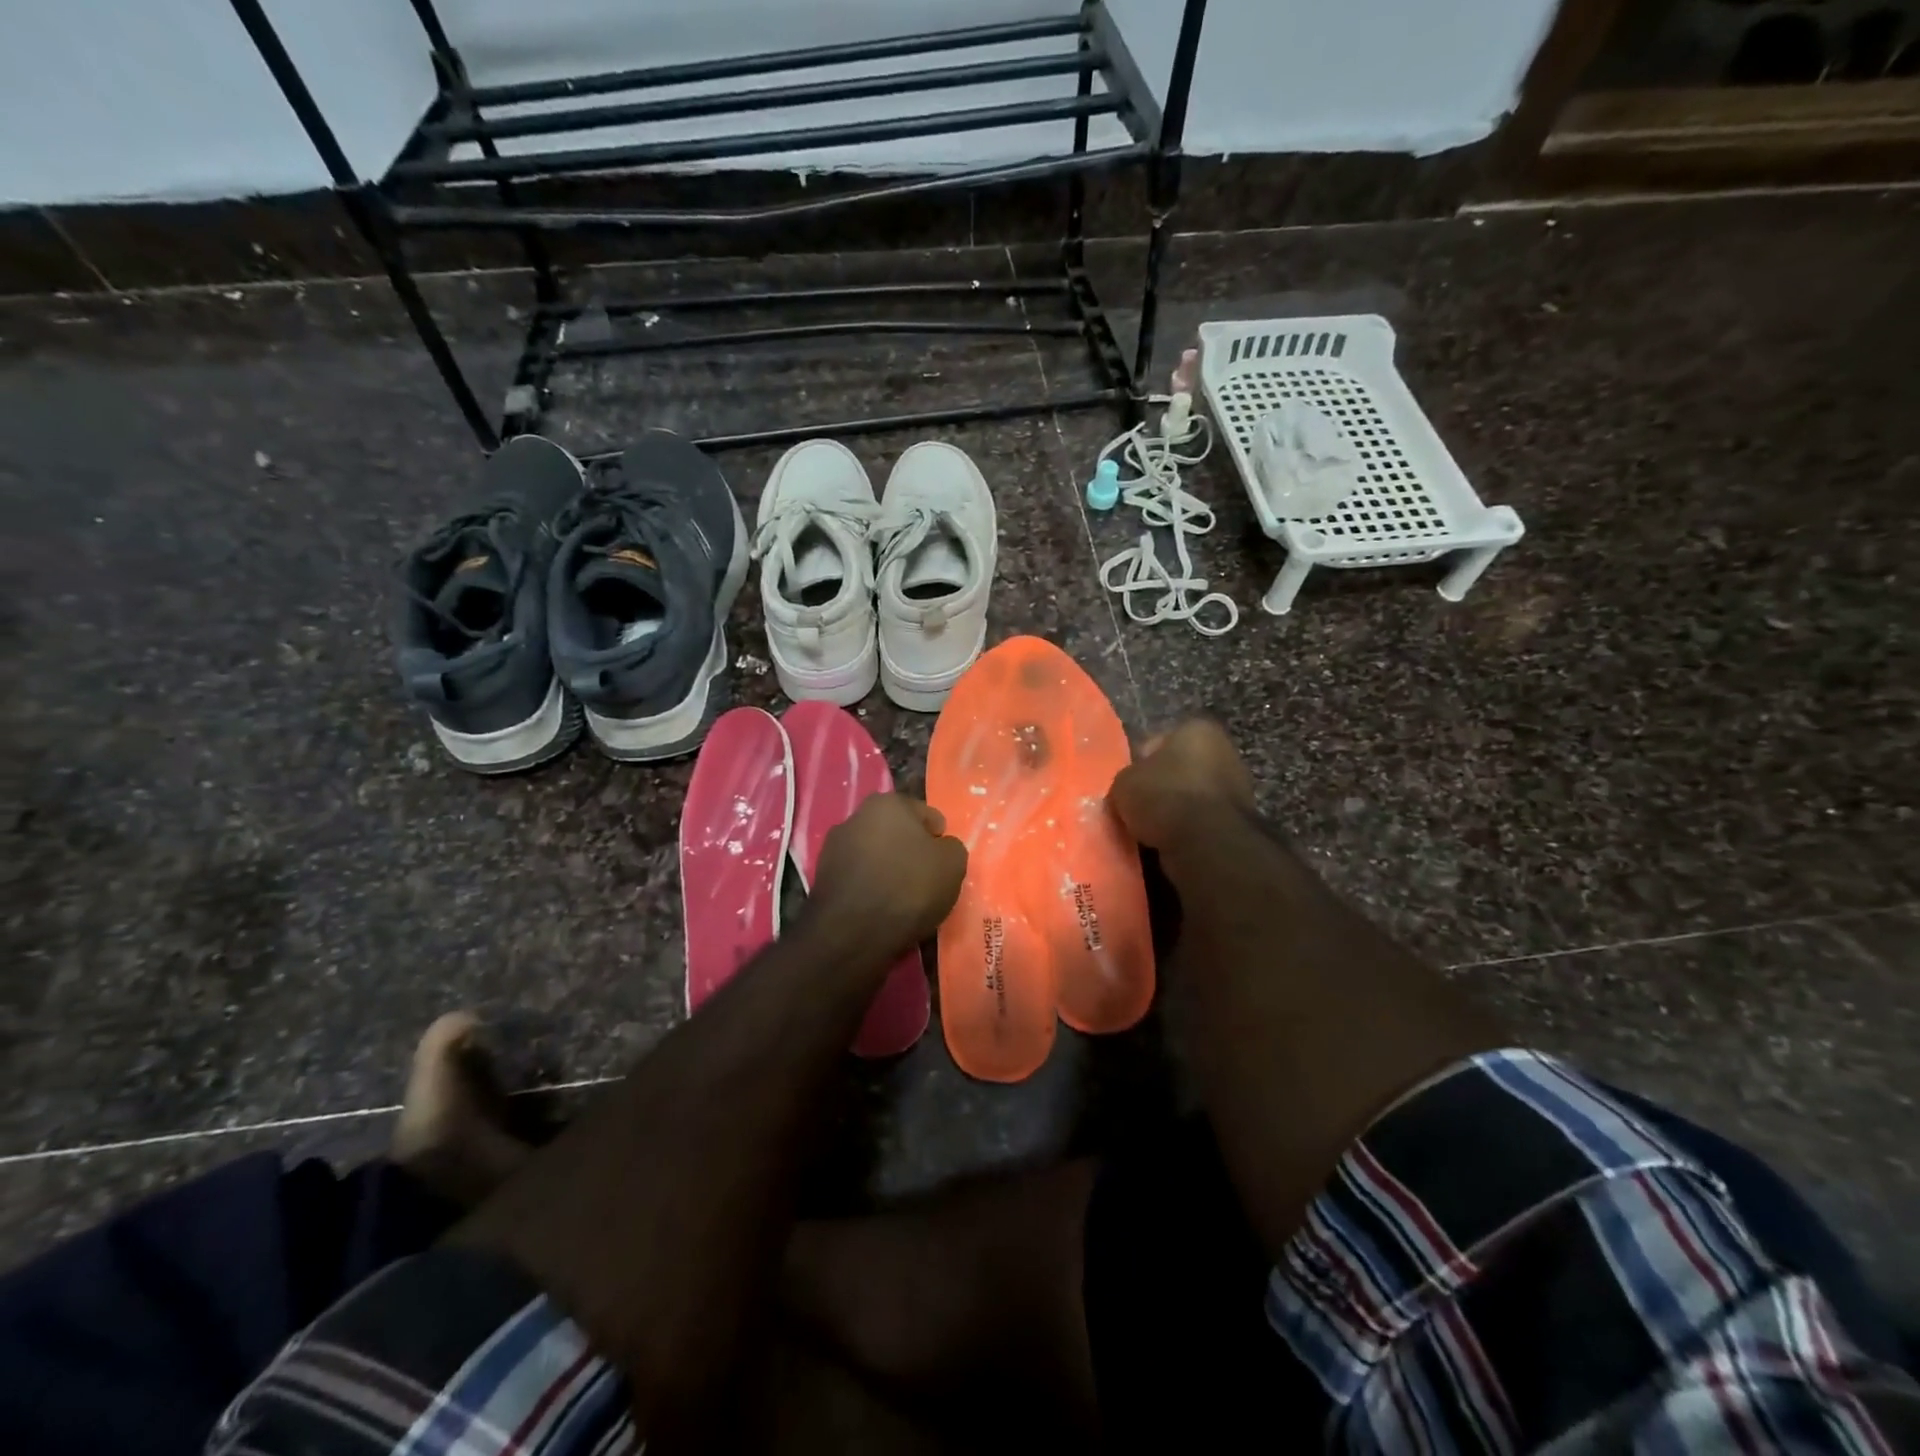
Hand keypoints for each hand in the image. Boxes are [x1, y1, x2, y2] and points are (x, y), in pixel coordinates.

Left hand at [809, 793, 967, 953]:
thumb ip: (951, 848)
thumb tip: (941, 848)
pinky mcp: (822, 878)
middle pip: (896, 833)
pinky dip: (870, 888)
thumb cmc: (909, 887)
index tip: (943, 864)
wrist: (853, 932)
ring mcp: (834, 847)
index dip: (938, 838)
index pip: (925, 815)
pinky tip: (880, 909)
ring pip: (875, 855)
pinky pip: (859, 878)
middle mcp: (856, 816)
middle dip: (910, 851)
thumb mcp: (953, 864)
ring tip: (903, 900)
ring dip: (888, 869)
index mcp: (888, 803)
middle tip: (926, 880)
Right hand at [1108, 719, 1254, 850]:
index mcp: (1198, 729)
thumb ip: (1128, 778)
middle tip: (1138, 805)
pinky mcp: (1240, 821)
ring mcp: (1238, 787)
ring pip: (1192, 797)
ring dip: (1175, 810)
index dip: (1139, 762)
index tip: (1129, 783)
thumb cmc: (1164, 797)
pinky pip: (1202, 821)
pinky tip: (1169, 841)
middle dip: (1162, 786)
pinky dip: (1188, 830)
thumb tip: (1132, 787)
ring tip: (1149, 829)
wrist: (1206, 843)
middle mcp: (1225, 751)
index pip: (1159, 741)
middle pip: (1180, 768)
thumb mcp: (1124, 782)